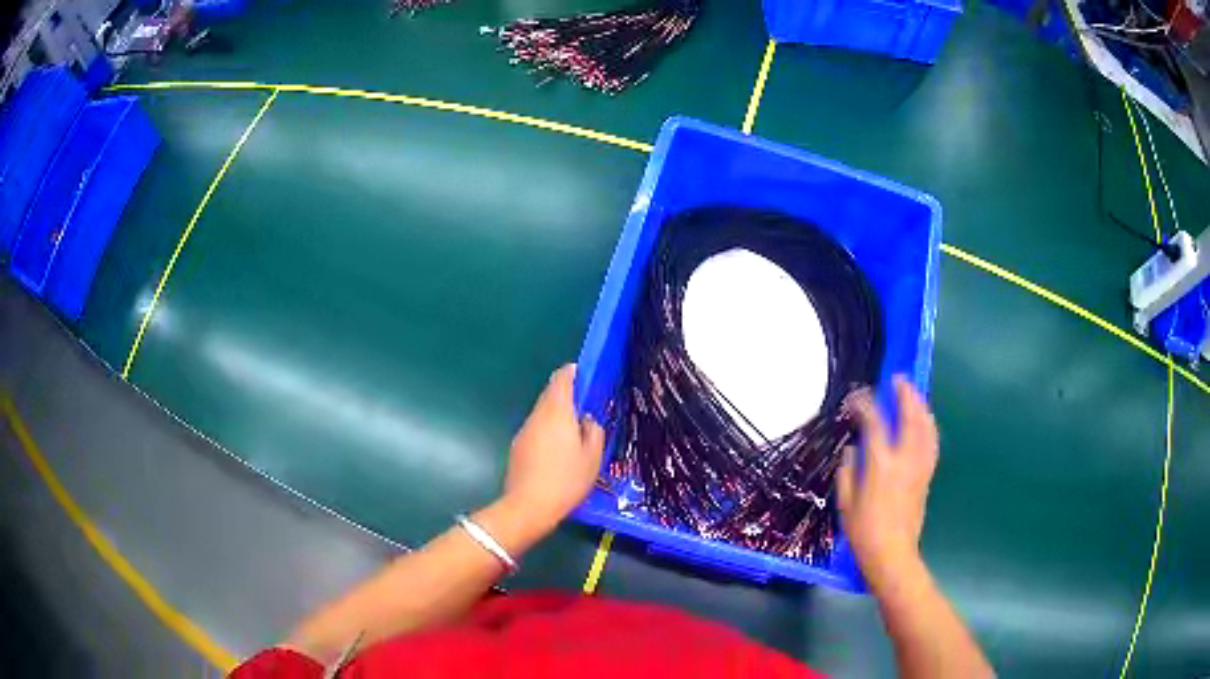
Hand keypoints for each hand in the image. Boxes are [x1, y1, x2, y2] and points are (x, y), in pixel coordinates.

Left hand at [503, 364, 605, 530]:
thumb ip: (594, 432)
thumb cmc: (566, 480)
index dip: (573, 372)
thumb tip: (587, 420)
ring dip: (556, 415)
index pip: (561, 379)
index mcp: (557, 412)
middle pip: (550, 394)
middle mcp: (537, 416)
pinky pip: (536, 429)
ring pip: (542, 413)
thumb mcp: (592, 458)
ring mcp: (524, 431)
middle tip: (585, 406)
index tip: (584, 375)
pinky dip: (547, 431)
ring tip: (574, 431)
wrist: (528, 506)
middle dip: (566, 395)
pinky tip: (558, 451)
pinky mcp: (517, 447)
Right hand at [837, 375, 938, 584]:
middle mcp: (904, 460)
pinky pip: (931, 443)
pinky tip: (925, 421)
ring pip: (925, 427)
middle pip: (910, 417)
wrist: (892, 555)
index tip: (856, 398)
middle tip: (898, 379)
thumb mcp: (845, 503)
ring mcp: (919, 467)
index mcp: (881, 465)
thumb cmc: (863, 532)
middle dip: (905, 395)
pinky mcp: (927, 475)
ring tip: (914, 393)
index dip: (865, 405)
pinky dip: (929, 426)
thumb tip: (852, 451)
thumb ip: (847, 472)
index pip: (875, 424)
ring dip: (920, 406)